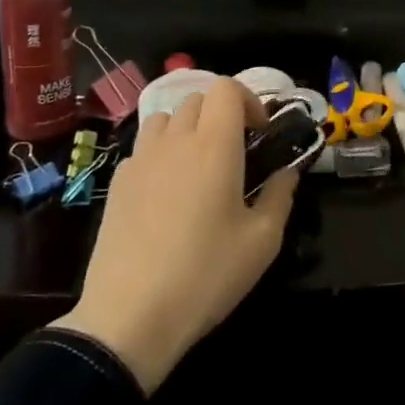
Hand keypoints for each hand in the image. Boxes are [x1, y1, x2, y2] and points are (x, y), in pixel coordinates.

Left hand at [50, 77, 297, 392]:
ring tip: (199, 165)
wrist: (130, 316)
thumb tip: (287, 173)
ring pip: (165, 118)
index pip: (226, 88)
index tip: (260, 134)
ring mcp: (141, 159)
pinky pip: (143, 148)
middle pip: (197, 99)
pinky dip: (161, 153)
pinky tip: (167, 192)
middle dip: (221, 114)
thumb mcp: (262, 241)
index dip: (248, 100)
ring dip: (187, 128)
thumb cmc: (206, 274)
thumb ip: (280, 196)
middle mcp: (175, 141)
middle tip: (236, 151)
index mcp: (215, 145)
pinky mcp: (117, 183)